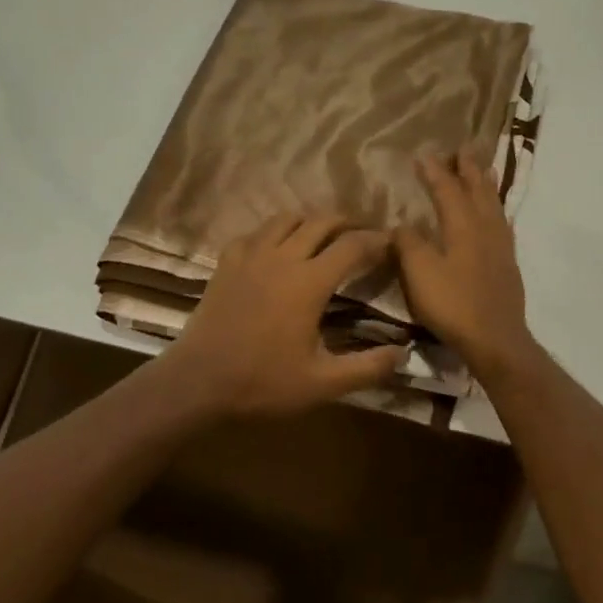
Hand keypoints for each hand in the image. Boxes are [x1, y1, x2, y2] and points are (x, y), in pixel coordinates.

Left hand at [165, 212, 400, 416]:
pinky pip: (255, 233)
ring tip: (322, 234)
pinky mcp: (227, 262)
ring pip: (286, 218)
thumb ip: (367, 368)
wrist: (198, 383)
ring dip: (310, 221)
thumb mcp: (322, 384)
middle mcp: (283, 257)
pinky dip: (273, 233)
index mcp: (310, 282)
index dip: (376, 240)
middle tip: (362, 234)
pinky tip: (275, 249)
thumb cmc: (263, 383)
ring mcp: (251, 256)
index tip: (391, 242)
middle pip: (321, 221)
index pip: (352, 246)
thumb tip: (404, 354)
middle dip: (347, 222)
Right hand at [394, 152, 535, 372]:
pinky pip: (502, 223)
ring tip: (484, 170)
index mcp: (462, 226)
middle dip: (468, 169)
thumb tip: (402, 224)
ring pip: (494, 205)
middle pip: (478, 190)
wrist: (495, 339)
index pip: (447, 189)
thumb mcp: (419, 273)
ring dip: (486, 184)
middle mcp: (485, 228)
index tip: (424, 155)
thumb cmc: (453, 304)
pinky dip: (496, 209)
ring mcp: (501, 246)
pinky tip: (496, 215)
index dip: (435, 172)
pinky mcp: (508, 264)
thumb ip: (408, 244)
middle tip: (463, 149)